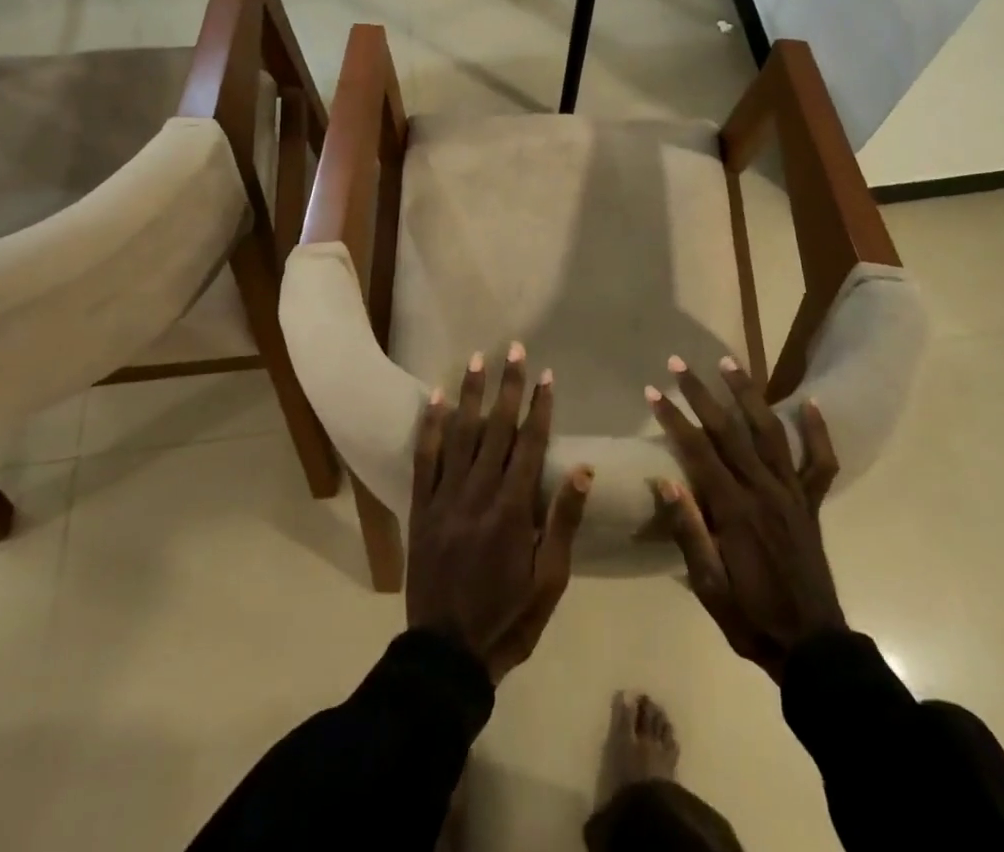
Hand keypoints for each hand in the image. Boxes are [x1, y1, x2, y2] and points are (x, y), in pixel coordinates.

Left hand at [408, 344, 593, 682]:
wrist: (446, 654)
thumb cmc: (508, 618)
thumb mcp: (549, 580)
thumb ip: (563, 521)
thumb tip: (582, 469)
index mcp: (513, 510)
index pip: (529, 445)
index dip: (539, 407)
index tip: (547, 375)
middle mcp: (478, 493)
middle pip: (495, 428)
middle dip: (507, 386)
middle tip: (514, 348)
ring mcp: (445, 497)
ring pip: (460, 434)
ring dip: (471, 394)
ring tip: (478, 359)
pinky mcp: (421, 507)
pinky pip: (425, 458)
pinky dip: (431, 426)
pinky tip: (436, 398)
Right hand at [648, 356, 845, 680]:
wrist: (813, 648)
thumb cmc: (751, 617)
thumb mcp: (709, 586)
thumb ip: (689, 532)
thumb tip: (664, 482)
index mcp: (734, 510)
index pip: (697, 450)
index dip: (673, 418)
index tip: (653, 391)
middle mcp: (764, 490)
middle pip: (729, 430)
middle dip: (700, 393)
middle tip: (679, 363)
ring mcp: (792, 493)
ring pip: (769, 431)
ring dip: (747, 394)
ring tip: (729, 361)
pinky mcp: (812, 503)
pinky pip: (819, 462)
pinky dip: (816, 431)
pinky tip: (809, 402)